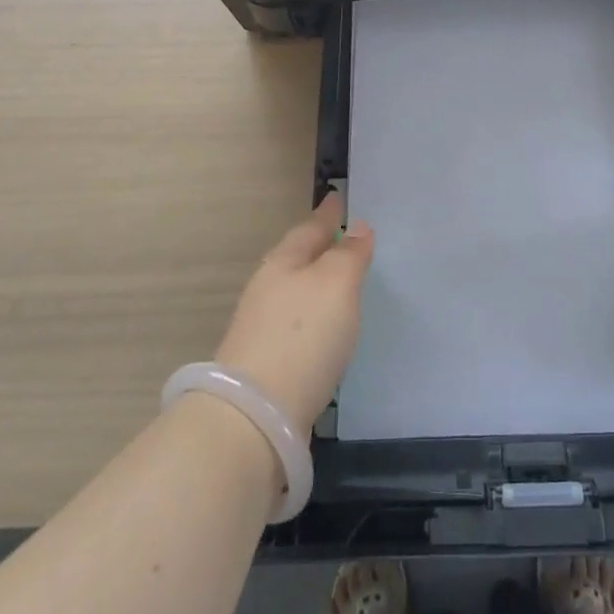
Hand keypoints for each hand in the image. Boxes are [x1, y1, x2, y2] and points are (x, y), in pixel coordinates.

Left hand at [215, 194, 374, 436]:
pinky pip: (297, 324)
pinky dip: (313, 316)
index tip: (338, 197)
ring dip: (317, 282)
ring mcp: (263, 327)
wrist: (256, 416)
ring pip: (296, 290)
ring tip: (341, 281)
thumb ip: (350, 254)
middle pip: (299, 257)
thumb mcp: (337, 284)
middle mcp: (268, 288)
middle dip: (320, 246)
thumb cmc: (303, 336)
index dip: (328, 213)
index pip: (311, 227)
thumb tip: (358, 228)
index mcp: (284, 261)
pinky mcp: (267, 363)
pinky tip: (326, 328)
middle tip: (345, 236)